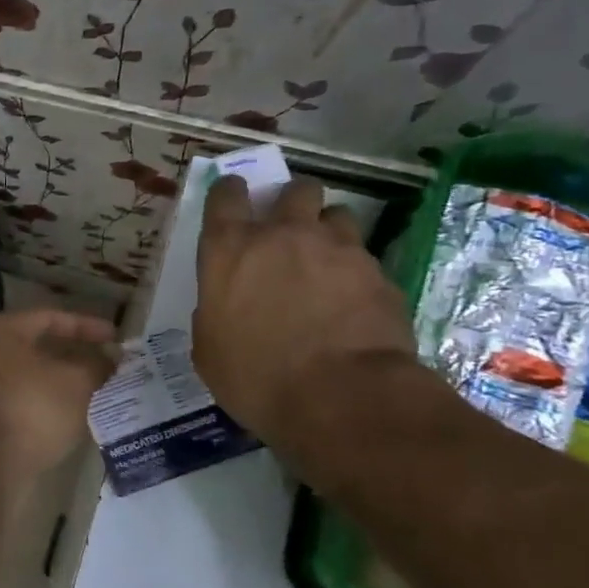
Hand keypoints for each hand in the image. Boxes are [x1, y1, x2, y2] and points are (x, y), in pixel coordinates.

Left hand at [0, 308, 119, 477]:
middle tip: (110, 368)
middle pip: (40, 349)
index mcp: (2, 331)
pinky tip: (76, 419)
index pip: (50, 317)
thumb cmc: (31, 405)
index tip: (116, 338)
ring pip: (34, 379)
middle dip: (77, 358)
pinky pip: (26, 404)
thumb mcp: (76, 381)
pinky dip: (51, 407)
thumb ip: (98, 365)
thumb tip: (111, 358)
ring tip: (100, 394)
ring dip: (66, 385)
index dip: (86, 325)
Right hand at [192, 176, 416, 450]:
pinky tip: (354, 303)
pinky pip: (365, 258)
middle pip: (295, 190)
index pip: (226, 194)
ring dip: (329, 232)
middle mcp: (283, 235)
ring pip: (337, 215)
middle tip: (290, 232)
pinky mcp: (378, 272)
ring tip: (327, 264)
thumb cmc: (255, 377)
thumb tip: (226, 306)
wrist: (340, 397)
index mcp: (230, 249)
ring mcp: (337, 249)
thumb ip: (215, 311)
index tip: (234, 201)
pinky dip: (356, 273)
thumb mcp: (209, 349)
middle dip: (292, 202)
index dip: (230, 193)